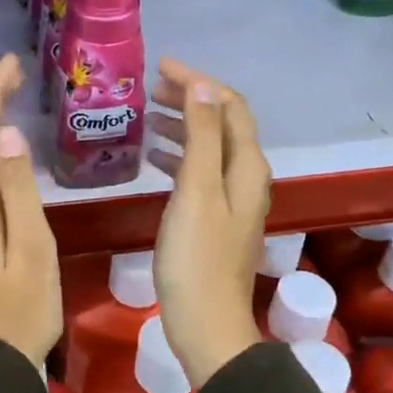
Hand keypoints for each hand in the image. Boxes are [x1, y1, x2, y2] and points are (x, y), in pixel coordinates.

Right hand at [147, 58, 269, 387]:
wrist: (206, 324)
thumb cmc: (196, 257)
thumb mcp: (197, 190)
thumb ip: (202, 136)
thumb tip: (202, 86)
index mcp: (245, 166)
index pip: (229, 106)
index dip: (198, 82)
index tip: (160, 67)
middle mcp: (245, 177)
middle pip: (221, 124)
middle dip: (189, 99)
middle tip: (149, 89)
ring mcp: (231, 200)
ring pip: (209, 147)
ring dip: (181, 126)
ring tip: (146, 116)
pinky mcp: (215, 219)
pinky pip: (198, 172)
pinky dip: (177, 156)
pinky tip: (152, 158)